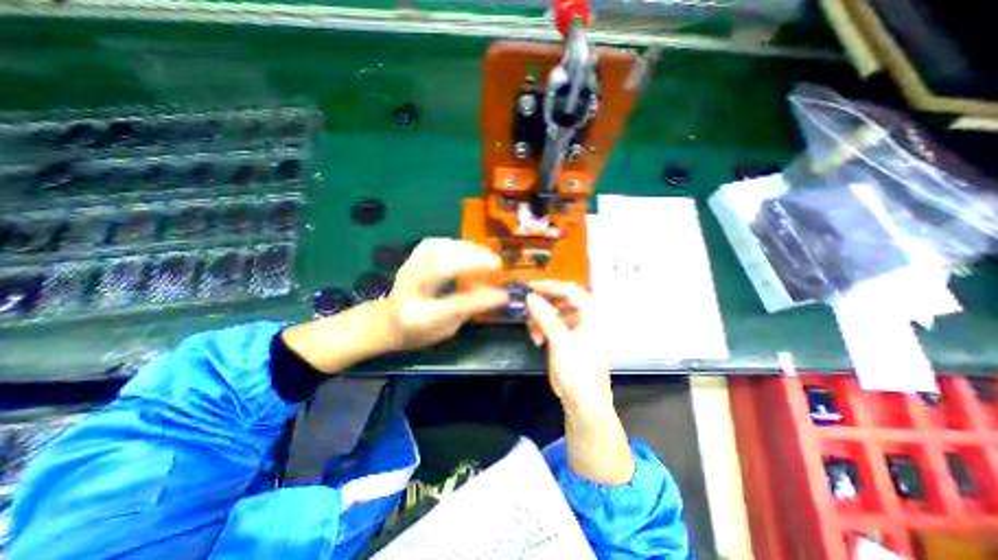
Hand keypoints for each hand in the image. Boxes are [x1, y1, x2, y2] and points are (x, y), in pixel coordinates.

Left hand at [383, 236, 506, 349]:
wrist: (385, 322)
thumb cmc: (418, 331)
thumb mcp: (446, 329)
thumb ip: (468, 309)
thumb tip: (496, 293)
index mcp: (420, 317)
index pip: (453, 305)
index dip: (480, 298)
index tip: (503, 294)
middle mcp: (411, 291)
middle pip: (441, 268)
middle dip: (472, 261)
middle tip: (496, 262)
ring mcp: (408, 271)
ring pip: (436, 250)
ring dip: (465, 248)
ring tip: (485, 253)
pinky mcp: (410, 260)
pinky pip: (432, 244)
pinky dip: (452, 243)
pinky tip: (465, 247)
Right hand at [523, 280, 629, 485]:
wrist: (583, 403)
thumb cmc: (577, 371)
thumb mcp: (560, 342)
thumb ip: (545, 317)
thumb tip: (530, 297)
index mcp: (591, 316)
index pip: (571, 290)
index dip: (551, 286)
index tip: (531, 287)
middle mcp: (585, 319)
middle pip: (562, 300)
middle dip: (543, 304)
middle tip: (527, 307)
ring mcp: (576, 329)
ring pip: (555, 312)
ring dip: (541, 318)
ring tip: (533, 331)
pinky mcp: (568, 339)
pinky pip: (552, 325)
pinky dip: (542, 328)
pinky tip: (537, 339)